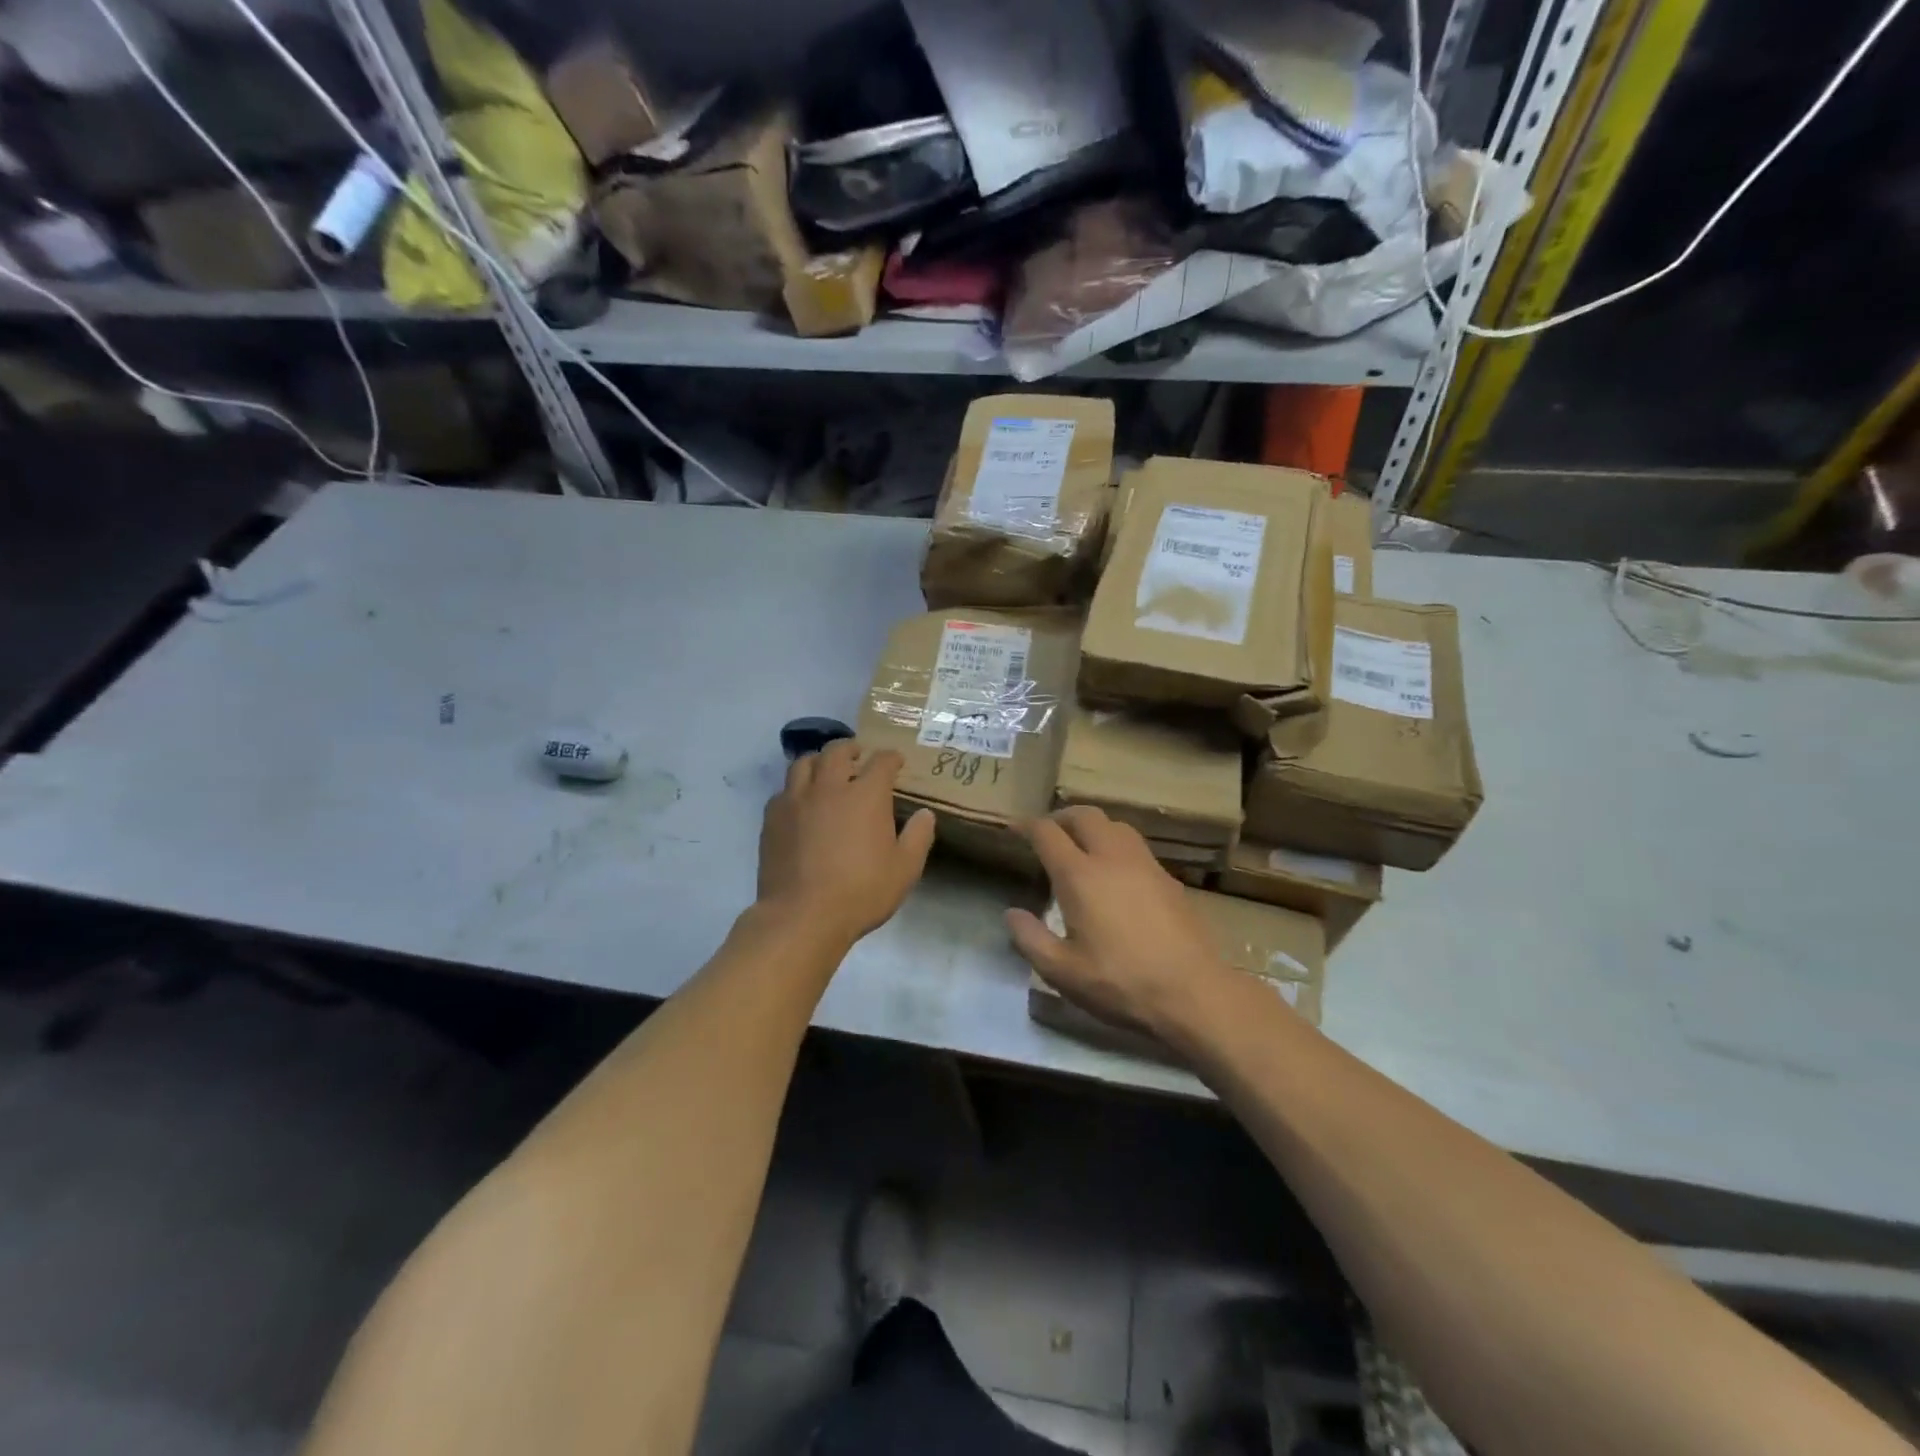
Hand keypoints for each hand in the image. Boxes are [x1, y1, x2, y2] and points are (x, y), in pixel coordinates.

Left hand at [758, 740, 935, 946]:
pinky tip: (800, 802)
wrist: (802, 915)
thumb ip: (918, 837)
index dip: (891, 758)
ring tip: (825, 770)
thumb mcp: (905, 869)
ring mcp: (796, 800)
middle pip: (837, 751)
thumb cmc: (861, 892)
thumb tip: (925, 814)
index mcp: (866, 795)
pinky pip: (783, 790)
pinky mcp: (772, 818)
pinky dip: (795, 788)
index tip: (896, 761)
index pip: (881, 761)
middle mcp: (829, 786)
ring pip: (804, 763)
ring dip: (819, 761)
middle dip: (851, 748)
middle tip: (858, 755)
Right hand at [1005, 806, 1230, 1039]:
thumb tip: (1011, 913)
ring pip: (1115, 825)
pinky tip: (1116, 871)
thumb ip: (1030, 939)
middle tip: (1048, 832)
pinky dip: (1116, 844)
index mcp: (1080, 876)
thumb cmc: (1120, 983)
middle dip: (1061, 817)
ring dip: (1092, 826)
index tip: (1015, 828)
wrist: (1193, 993)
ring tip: (1081, 846)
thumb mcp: (1062, 972)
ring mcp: (1145, 865)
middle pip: (1084, 816)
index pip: (1048, 833)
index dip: (1027, 826)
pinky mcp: (1169, 879)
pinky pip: (1136, 845)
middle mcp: (1112, 858)